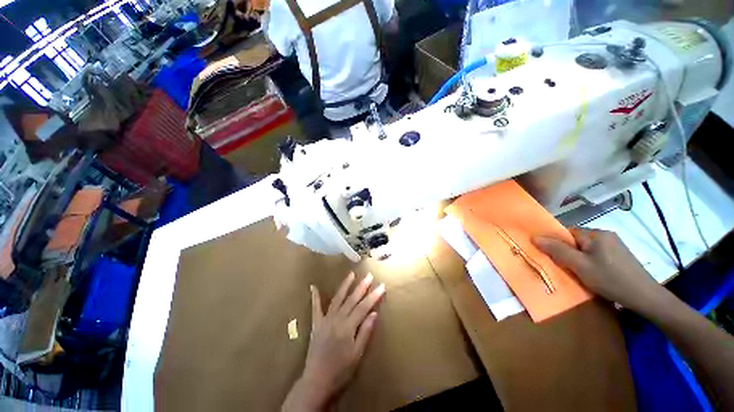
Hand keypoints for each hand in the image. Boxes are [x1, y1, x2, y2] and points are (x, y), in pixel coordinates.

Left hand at [282, 273, 384, 411]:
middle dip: (362, 286)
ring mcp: (325, 319)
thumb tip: (374, 313)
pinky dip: (315, 297)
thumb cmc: (341, 370)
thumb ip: (365, 332)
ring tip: (351, 274)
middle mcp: (337, 319)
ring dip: (345, 285)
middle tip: (369, 275)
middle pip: (352, 299)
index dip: (374, 296)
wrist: (316, 381)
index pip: (364, 307)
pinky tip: (313, 286)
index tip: (381, 286)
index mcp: (348, 327)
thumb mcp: (357, 354)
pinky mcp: (316, 323)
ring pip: (337, 299)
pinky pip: (315, 308)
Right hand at [533, 228, 662, 312]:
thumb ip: (557, 250)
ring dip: (579, 257)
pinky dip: (589, 260)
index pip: (567, 232)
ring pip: (586, 247)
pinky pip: (596, 253)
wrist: (645, 297)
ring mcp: (614, 244)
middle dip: (568, 251)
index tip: (553, 257)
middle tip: (566, 267)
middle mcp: (605, 234)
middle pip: (576, 239)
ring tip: (579, 272)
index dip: (557, 243)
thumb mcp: (580, 266)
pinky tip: (594, 273)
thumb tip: (535, 237)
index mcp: (596, 234)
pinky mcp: (620, 254)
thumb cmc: (610, 280)